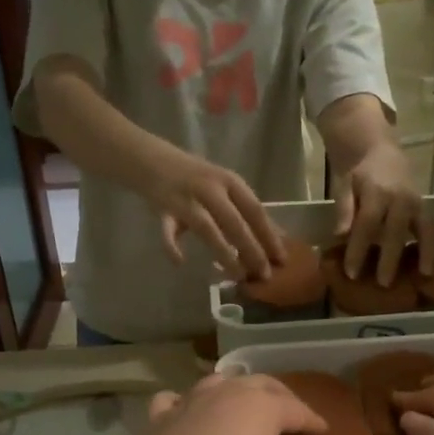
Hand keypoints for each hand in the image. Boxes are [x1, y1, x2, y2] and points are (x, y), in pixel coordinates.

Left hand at [122, 375, 352, 434]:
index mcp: (262, 407)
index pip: (298, 409)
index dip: (313, 421)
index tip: (323, 432)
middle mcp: (228, 393)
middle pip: (262, 385)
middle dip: (281, 398)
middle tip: (291, 417)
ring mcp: (191, 400)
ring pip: (221, 382)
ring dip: (238, 390)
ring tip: (245, 406)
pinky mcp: (161, 417)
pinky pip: (176, 399)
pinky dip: (186, 402)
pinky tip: (187, 412)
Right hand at [144, 148, 286, 281]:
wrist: (151, 158)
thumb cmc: (196, 177)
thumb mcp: (224, 186)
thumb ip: (245, 209)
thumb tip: (277, 235)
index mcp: (230, 181)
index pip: (255, 210)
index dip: (269, 235)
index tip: (282, 259)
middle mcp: (210, 188)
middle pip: (235, 222)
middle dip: (252, 250)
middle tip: (264, 275)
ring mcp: (186, 198)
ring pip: (208, 229)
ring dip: (224, 253)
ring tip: (237, 275)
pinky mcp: (163, 209)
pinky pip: (168, 231)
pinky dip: (172, 246)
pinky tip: (180, 262)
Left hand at [335, 142, 433, 285]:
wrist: (379, 151)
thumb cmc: (358, 173)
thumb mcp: (345, 186)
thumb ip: (344, 210)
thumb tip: (340, 236)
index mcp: (377, 192)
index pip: (366, 224)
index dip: (358, 249)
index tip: (351, 273)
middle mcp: (401, 199)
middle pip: (396, 232)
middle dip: (390, 258)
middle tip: (384, 284)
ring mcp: (417, 204)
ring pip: (425, 229)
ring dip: (427, 252)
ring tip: (426, 275)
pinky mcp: (426, 209)